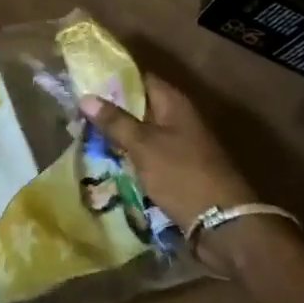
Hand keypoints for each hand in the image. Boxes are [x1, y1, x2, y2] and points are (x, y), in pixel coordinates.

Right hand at [80, 75, 255, 228]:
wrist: (224, 224)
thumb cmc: (182, 175)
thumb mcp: (143, 146)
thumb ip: (115, 121)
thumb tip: (86, 97)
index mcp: (174, 104)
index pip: (141, 79)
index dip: (114, 78)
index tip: (86, 81)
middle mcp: (180, 119)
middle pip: (141, 106)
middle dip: (113, 110)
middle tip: (79, 111)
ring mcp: (182, 146)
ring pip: (144, 133)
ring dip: (121, 136)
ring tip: (86, 135)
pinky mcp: (180, 170)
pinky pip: (150, 155)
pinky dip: (132, 157)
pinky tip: (109, 162)